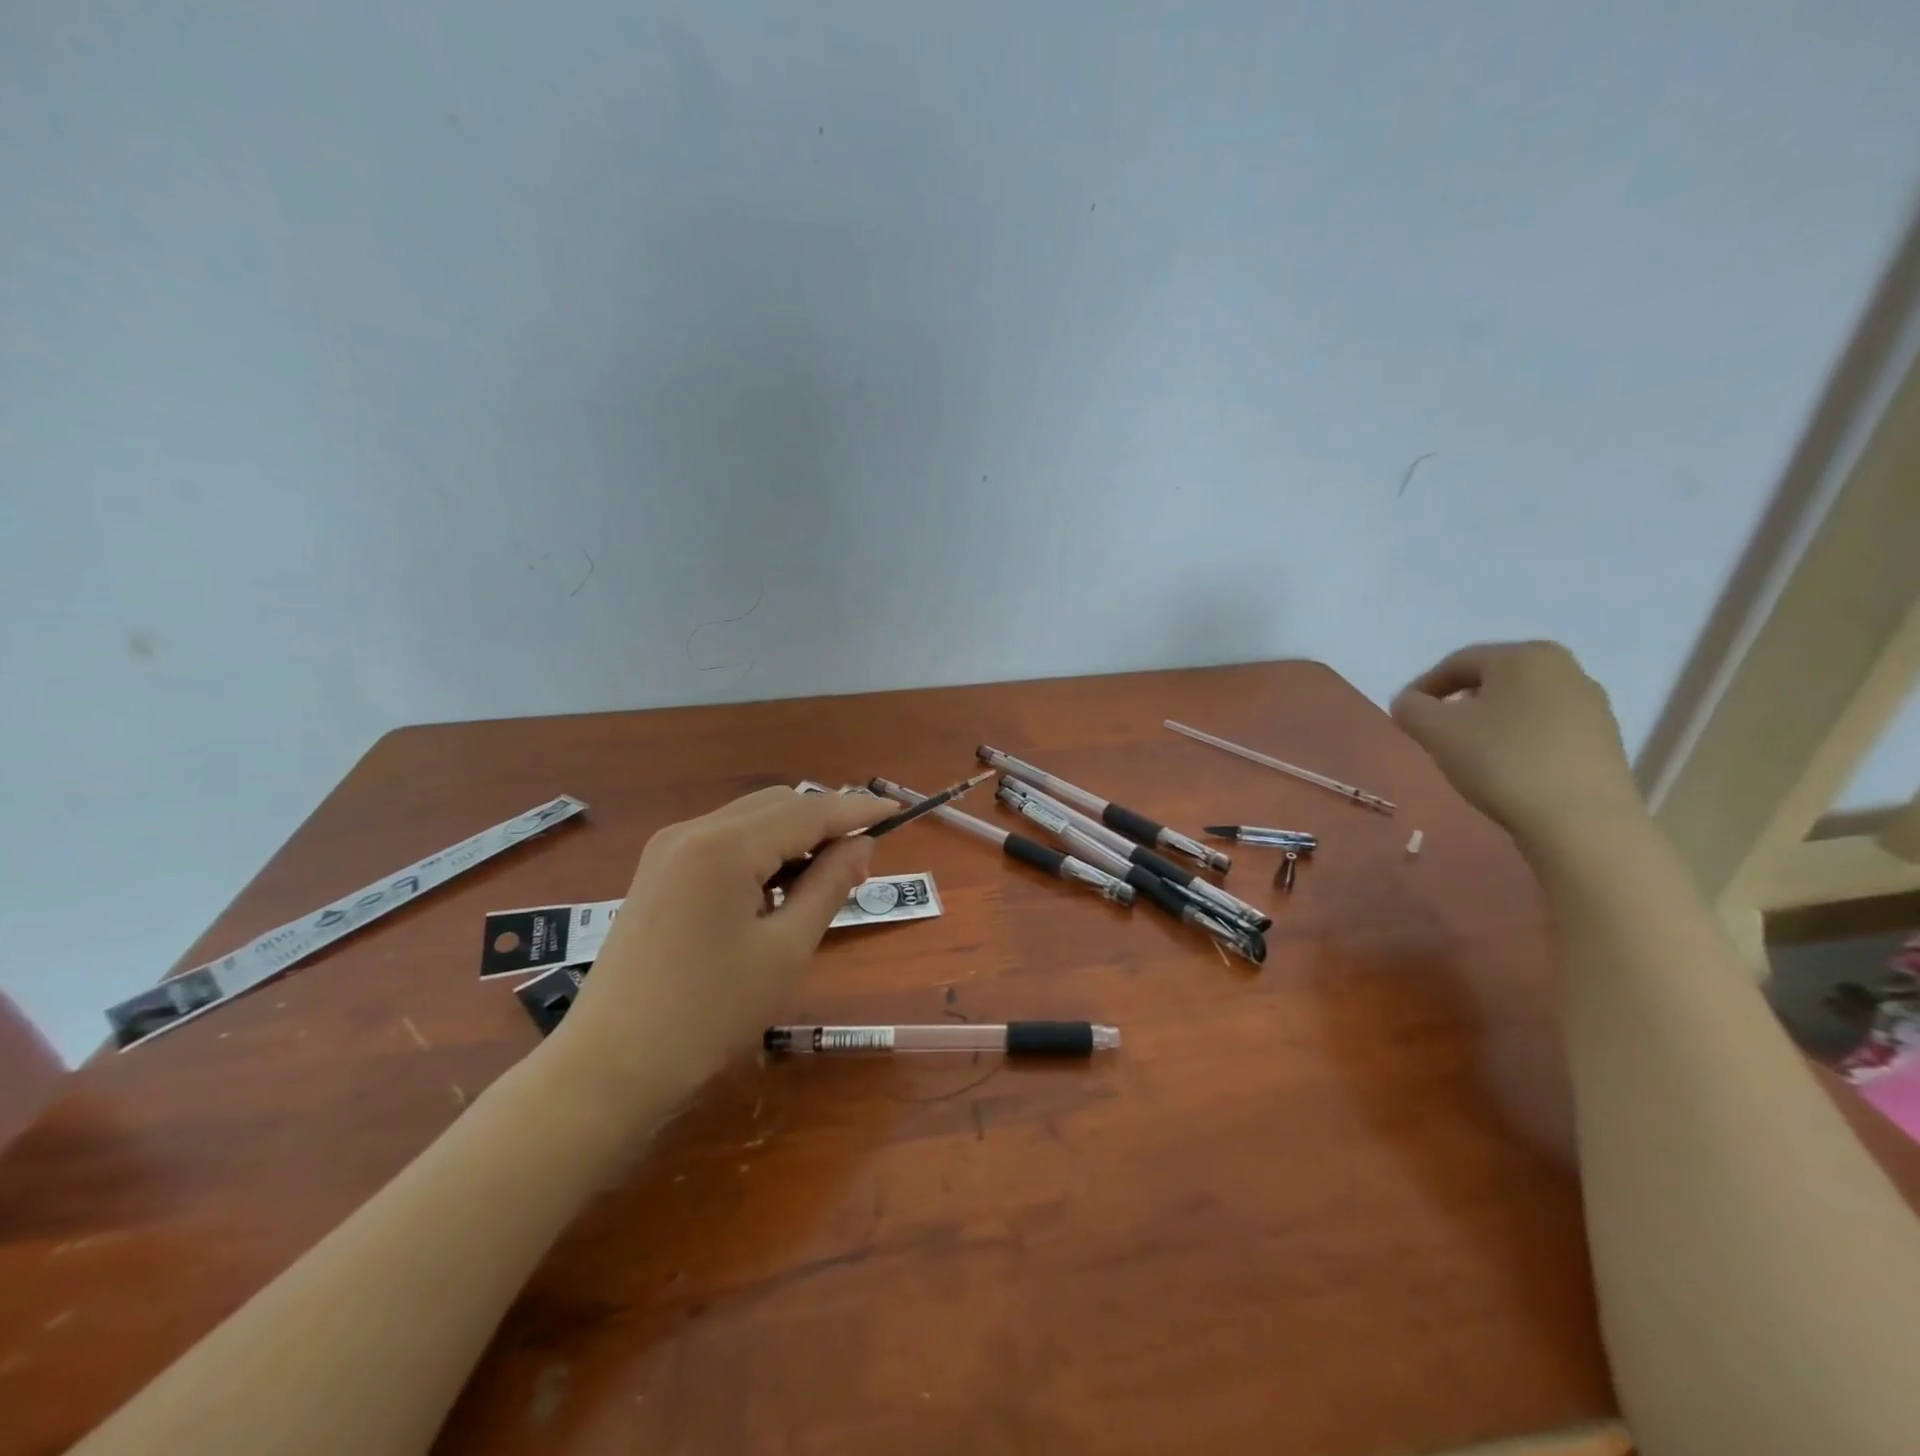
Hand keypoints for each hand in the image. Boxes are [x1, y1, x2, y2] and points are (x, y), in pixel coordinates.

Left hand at [539, 786, 894, 1111]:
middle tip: (859, 864)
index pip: (809, 810)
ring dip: (793, 836)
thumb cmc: (709, 1012)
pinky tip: (773, 889)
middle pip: (778, 804)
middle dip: (825, 822)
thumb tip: (862, 844)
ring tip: (821, 880)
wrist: (609, 1067)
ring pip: (751, 819)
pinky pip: (724, 841)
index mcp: (725, 845)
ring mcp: (668, 849)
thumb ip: (829, 885)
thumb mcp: (786, 949)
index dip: (857, 809)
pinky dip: (761, 851)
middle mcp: (693, 830)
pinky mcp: (658, 871)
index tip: (898, 812)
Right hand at [1391, 640, 1642, 844]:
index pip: (1456, 663)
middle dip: (1457, 703)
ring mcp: (1590, 703)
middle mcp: (1564, 668)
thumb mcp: (1435, 731)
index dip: (1422, 687)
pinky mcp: (1604, 737)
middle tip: (1434, 732)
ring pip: (1519, 703)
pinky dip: (1517, 739)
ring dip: (1487, 722)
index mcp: (1524, 656)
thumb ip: (1410, 708)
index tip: (1404, 715)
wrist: (1582, 820)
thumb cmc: (1502, 761)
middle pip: (1491, 680)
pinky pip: (1545, 727)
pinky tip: (1506, 767)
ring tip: (1469, 753)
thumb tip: (1410, 703)